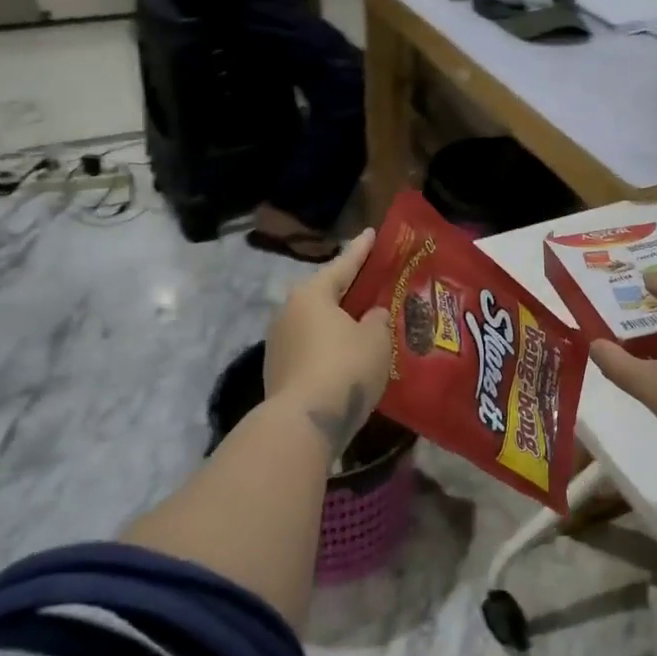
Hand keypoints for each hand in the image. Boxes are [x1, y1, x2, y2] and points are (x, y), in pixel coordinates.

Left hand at [264, 229, 391, 453]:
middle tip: (372, 284)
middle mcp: (288, 312)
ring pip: (317, 324)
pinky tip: (348, 357)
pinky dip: (330, 348)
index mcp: (311, 294)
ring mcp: (278, 343)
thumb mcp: (376, 339)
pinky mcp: (278, 372)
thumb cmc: (345, 368)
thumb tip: (371, 315)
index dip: (361, 250)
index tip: (371, 233)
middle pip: (325, 294)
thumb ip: (378, 319)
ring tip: (364, 325)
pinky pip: (311, 349)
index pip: (343, 265)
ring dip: (338, 323)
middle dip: (348, 291)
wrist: (304, 422)